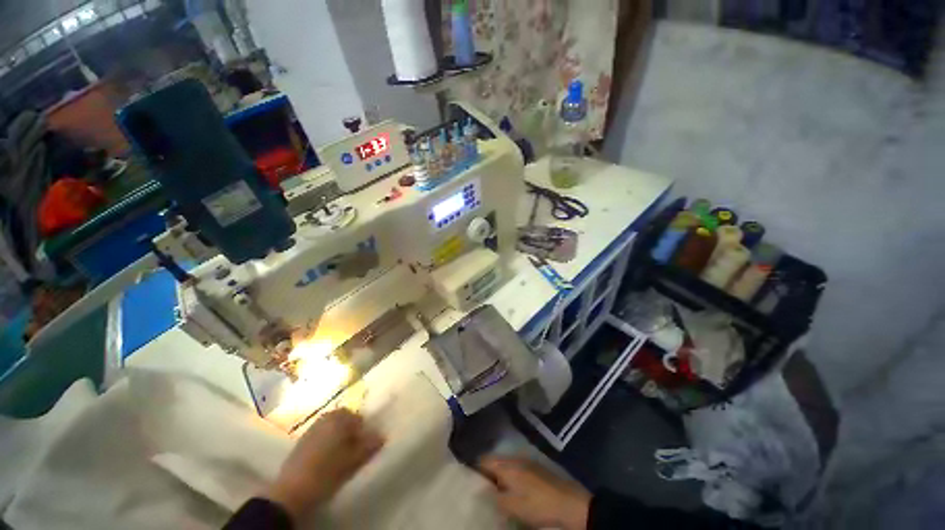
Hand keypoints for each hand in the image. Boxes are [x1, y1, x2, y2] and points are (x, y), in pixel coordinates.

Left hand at [265, 409, 383, 521]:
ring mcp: (311, 428)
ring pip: (331, 428)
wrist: (291, 491)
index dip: (363, 430)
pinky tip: (326, 459)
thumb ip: (369, 445)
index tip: (364, 445)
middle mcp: (325, 418)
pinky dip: (326, 443)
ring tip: (340, 456)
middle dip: (350, 432)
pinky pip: (320, 436)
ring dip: (338, 437)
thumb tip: (381, 436)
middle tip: (354, 450)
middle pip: (343, 420)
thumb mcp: (353, 459)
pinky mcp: (301, 441)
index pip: (358, 417)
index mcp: (339, 417)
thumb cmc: (327, 471)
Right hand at [479, 457, 590, 529]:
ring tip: (493, 489)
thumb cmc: (538, 504)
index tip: (467, 476)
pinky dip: (509, 476)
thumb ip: (495, 497)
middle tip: (479, 486)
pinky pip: (515, 468)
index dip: (474, 467)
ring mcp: (526, 462)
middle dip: (486, 471)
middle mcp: (515, 458)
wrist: (570, 503)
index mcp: (507, 465)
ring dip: (498, 474)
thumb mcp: (513, 506)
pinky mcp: (535, 468)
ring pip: (505, 464)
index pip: (484, 460)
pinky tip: (510, 488)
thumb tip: (483, 491)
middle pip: (494, 461)